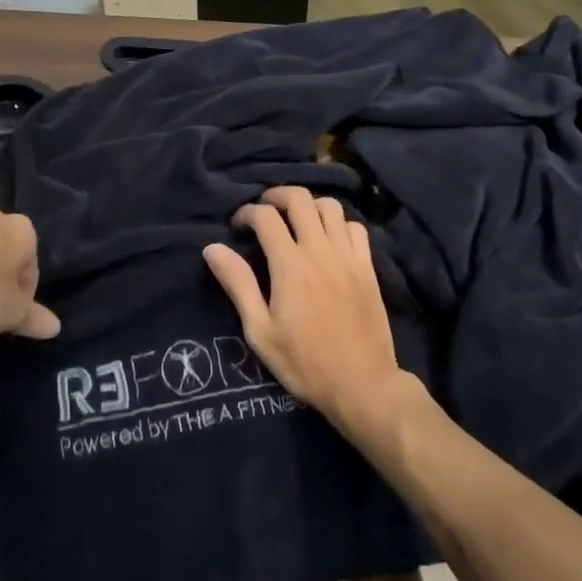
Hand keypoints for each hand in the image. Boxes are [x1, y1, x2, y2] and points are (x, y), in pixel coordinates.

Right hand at [203, 187, 406, 428]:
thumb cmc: (305, 362)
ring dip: (309, 205)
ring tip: (296, 220)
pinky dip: (339, 223)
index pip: (266, 216)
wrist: (363, 385)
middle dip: (276, 196)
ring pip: (330, 207)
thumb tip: (213, 248)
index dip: (247, 213)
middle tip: (265, 211)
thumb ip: (238, 285)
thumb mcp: (260, 331)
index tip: (237, 226)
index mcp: (290, 265)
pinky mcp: (368, 268)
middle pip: (299, 199)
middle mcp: (320, 251)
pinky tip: (329, 238)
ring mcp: (348, 257)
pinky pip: (356, 227)